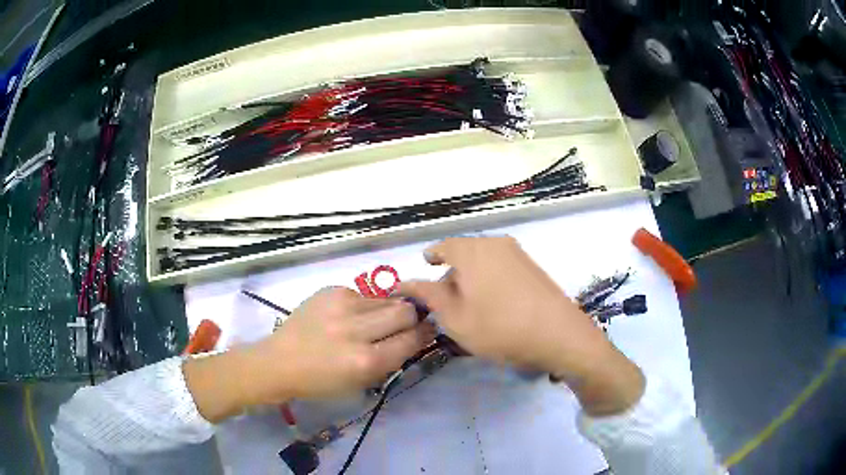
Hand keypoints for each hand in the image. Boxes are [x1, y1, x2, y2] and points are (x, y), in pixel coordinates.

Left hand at [184, 287, 435, 422]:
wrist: (279, 361)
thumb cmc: (320, 382)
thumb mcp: (360, 383)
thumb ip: (391, 359)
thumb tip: (415, 336)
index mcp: (365, 361)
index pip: (412, 339)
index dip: (425, 334)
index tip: (429, 330)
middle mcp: (356, 330)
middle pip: (405, 310)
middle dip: (413, 317)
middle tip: (406, 323)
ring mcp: (342, 305)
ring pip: (386, 299)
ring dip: (387, 311)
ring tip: (372, 322)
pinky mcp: (331, 290)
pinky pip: (363, 295)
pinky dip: (364, 306)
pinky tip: (348, 317)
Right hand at [400, 237, 644, 415]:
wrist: (559, 334)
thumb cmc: (499, 327)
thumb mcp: (455, 318)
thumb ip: (429, 296)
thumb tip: (407, 282)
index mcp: (472, 251)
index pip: (443, 246)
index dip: (432, 257)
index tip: (426, 266)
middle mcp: (495, 244)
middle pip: (464, 253)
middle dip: (451, 272)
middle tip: (445, 300)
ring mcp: (518, 254)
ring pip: (484, 260)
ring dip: (471, 277)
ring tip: (469, 305)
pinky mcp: (533, 267)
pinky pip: (502, 266)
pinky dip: (490, 279)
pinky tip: (493, 304)